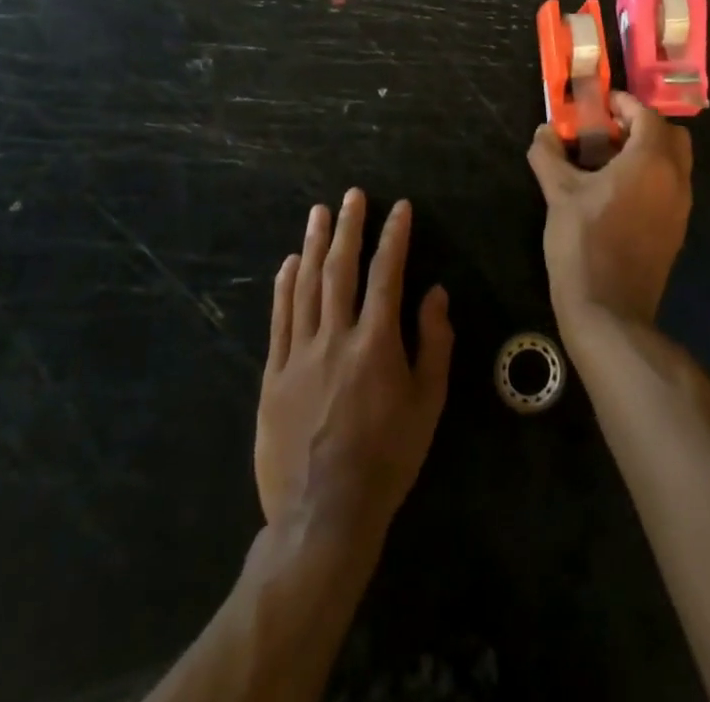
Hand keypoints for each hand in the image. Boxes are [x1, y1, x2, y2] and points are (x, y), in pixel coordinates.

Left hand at [256, 190, 452, 536]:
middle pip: (340, 269)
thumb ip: (434, 343)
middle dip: (349, 228)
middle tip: (352, 195)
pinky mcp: (273, 376)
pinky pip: (279, 320)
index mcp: (376, 343)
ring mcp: (299, 355)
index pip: (387, 274)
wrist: (323, 515)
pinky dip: (284, 287)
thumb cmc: (387, 458)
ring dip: (315, 245)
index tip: (400, 208)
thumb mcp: (428, 404)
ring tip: (319, 213)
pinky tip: (289, 263)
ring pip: (306, 286)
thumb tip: (436, 293)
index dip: (394, 237)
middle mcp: (335, 338)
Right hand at [527, 91, 692, 333]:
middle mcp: (675, 178)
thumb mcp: (559, 194)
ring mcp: (681, 207)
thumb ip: (549, 156)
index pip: (648, 116)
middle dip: (644, 126)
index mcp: (651, 161)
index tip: (601, 105)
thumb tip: (543, 132)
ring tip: (611, 161)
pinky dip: (654, 177)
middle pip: (671, 135)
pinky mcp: (676, 231)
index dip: (625, 105)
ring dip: (650, 152)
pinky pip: (672, 188)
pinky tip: (620, 193)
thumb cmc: (584, 242)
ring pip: (676, 163)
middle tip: (611, 131)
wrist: (609, 311)